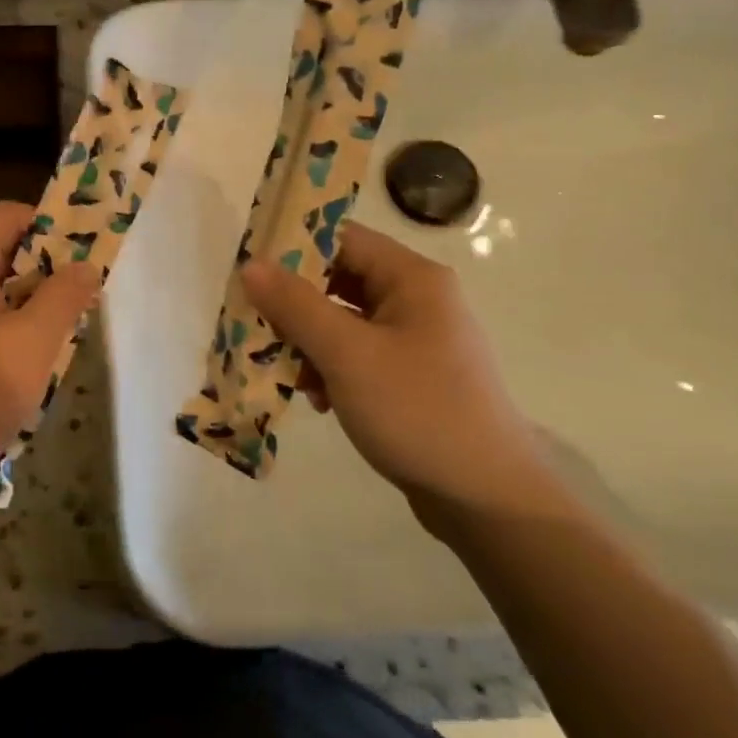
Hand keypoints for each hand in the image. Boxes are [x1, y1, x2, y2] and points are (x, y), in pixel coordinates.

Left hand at [0, 201, 99, 475]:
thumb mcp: (32, 343)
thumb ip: (63, 298)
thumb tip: (86, 265)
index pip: (9, 214)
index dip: (50, 223)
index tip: (84, 254)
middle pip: (5, 250)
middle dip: (48, 269)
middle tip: (82, 297)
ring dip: (34, 304)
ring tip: (65, 333)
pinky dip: (14, 329)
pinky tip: (32, 363)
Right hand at [240, 223, 565, 531]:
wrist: (487, 499)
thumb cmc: (417, 411)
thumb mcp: (347, 354)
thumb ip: (295, 305)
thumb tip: (251, 264)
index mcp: (412, 279)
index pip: (342, 238)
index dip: (293, 248)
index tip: (251, 273)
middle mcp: (418, 299)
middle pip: (339, 280)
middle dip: (295, 305)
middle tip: (257, 326)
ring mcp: (417, 340)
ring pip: (343, 320)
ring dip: (309, 342)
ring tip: (289, 374)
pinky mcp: (412, 376)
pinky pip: (357, 354)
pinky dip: (330, 368)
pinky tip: (318, 400)